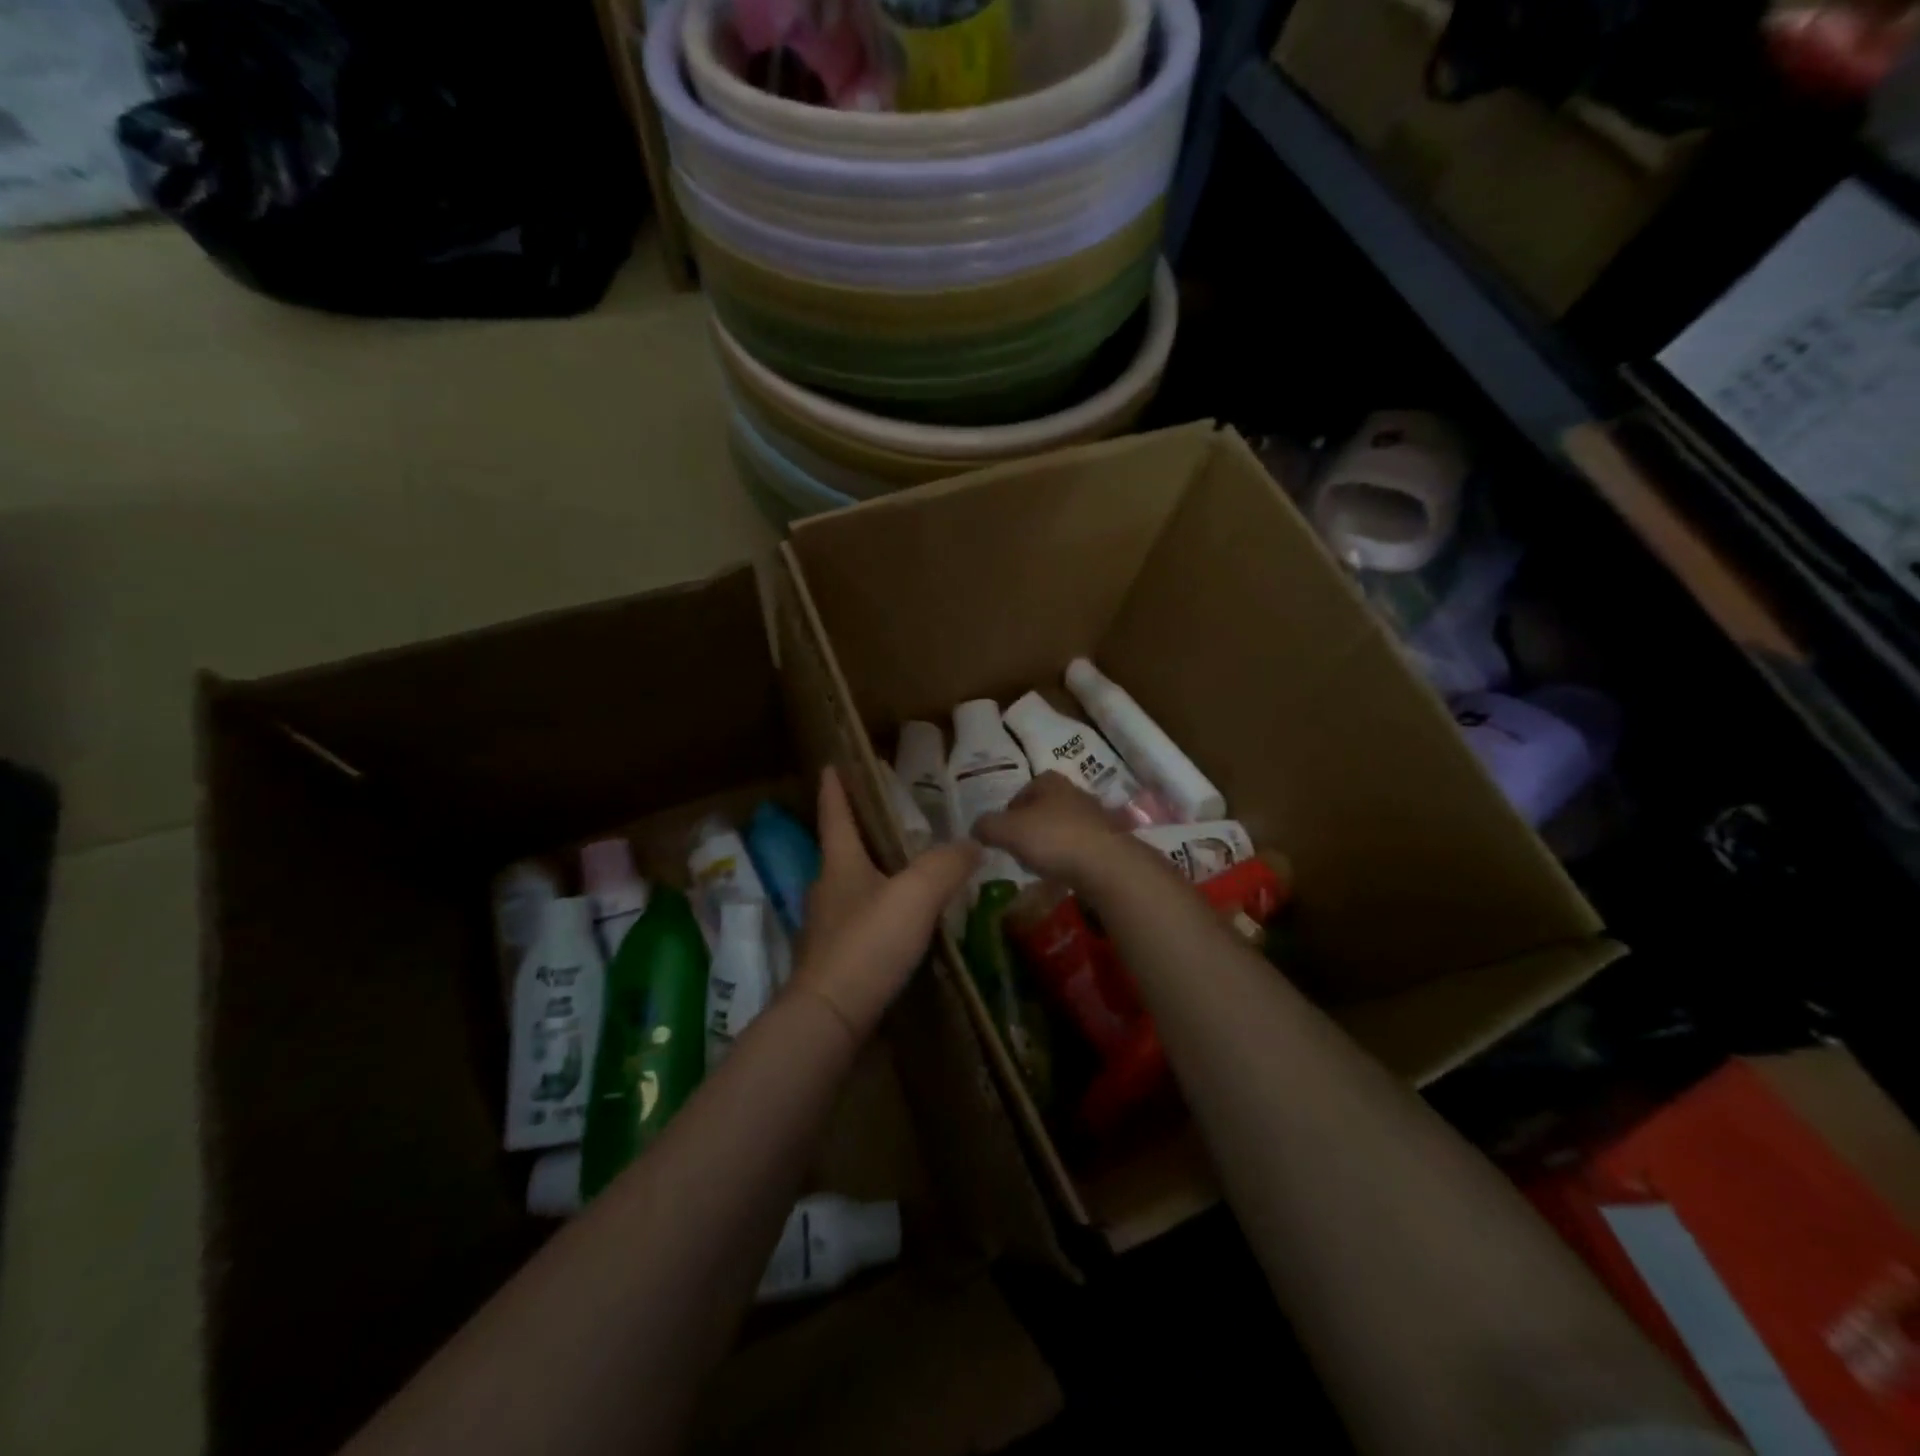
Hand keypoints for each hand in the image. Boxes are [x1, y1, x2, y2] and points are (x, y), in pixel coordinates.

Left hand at [795, 767, 980, 1040]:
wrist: (831, 1017)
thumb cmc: (868, 943)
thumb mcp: (915, 895)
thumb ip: (946, 865)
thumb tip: (973, 845)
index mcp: (840, 864)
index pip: (835, 815)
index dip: (835, 789)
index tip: (831, 765)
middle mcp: (827, 891)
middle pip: (843, 852)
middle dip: (861, 832)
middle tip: (891, 820)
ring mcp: (828, 929)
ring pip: (854, 889)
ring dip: (875, 875)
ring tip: (908, 872)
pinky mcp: (837, 962)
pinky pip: (862, 924)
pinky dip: (882, 914)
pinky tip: (905, 926)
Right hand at [972, 773, 1141, 887]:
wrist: (1106, 865)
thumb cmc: (1053, 838)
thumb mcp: (1008, 831)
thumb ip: (987, 826)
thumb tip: (974, 828)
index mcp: (1050, 782)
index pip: (1024, 790)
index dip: (1010, 811)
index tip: (1003, 833)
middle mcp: (1075, 792)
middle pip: (1044, 809)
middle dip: (1030, 828)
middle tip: (1018, 850)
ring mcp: (1095, 817)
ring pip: (1062, 828)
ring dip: (1050, 844)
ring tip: (1040, 865)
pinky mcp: (1108, 841)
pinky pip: (1079, 847)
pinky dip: (1068, 858)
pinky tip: (1062, 873)